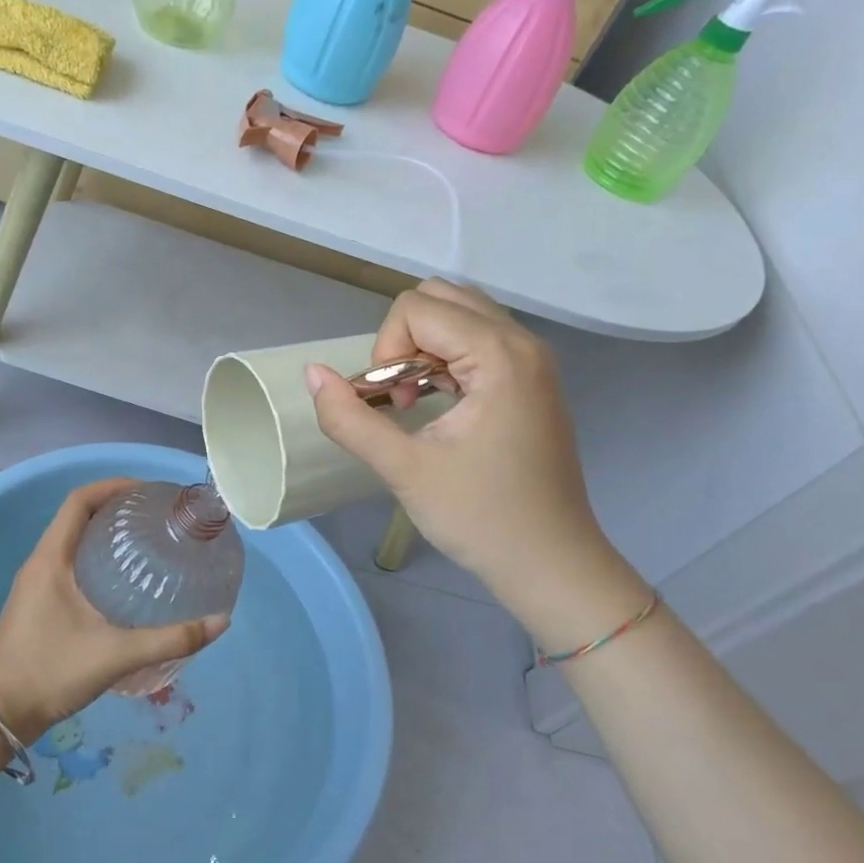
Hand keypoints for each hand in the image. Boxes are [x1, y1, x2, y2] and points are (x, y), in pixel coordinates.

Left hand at [0, 479, 229, 744]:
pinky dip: (93, 557)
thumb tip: (220, 621)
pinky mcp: (36, 603)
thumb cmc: (53, 672)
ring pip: (70, 541)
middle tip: (153, 517)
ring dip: (102, 533)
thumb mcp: (117, 654)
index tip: (146, 491)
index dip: (112, 486)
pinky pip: (66, 563)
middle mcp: (39, 563)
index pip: (79, 501)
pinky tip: (120, 582)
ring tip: (142, 543)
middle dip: (113, 508)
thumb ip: (170, 639)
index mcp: (51, 559)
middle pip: (76, 517)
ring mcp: (34, 584)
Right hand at [305, 280, 645, 630]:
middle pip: (441, 299)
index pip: (417, 307)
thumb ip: (349, 418)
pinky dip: (446, 359)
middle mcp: (523, 343)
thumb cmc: (480, 517)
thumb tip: (312, 373)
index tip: (393, 405)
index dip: (386, 350)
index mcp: (500, 355)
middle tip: (401, 396)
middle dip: (404, 340)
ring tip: (416, 402)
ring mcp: (533, 361)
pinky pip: (478, 342)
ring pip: (460, 317)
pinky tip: (438, 405)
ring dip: (423, 349)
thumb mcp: (403, 469)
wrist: (550, 564)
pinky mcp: (532, 381)